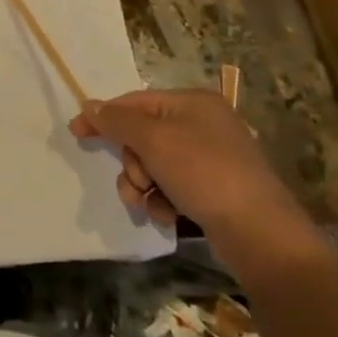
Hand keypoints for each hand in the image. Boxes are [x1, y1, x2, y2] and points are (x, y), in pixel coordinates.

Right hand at [69, 86, 306, 244]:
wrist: (261, 234)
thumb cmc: (204, 174)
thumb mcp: (154, 141)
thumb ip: (118, 121)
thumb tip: (90, 105)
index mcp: (192, 102)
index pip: (136, 101)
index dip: (105, 117)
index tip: (76, 133)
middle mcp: (203, 124)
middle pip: (144, 135)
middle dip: (131, 162)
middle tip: (135, 182)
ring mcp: (213, 158)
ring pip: (156, 164)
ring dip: (143, 185)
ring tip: (148, 204)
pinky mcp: (217, 190)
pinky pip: (174, 186)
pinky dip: (164, 201)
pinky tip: (169, 217)